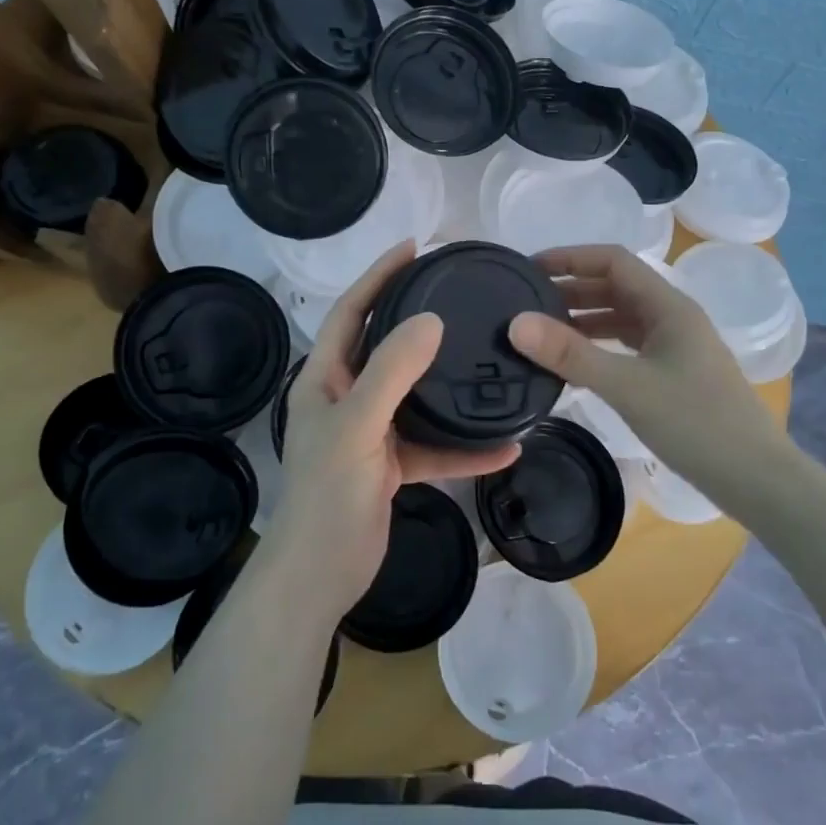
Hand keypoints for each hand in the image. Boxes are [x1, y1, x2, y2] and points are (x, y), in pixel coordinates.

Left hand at [267, 242, 519, 618]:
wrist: (320, 576)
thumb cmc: (329, 494)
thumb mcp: (359, 426)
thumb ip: (392, 372)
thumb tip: (430, 320)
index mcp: (325, 378)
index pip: (350, 311)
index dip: (378, 276)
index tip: (414, 248)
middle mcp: (346, 396)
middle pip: (385, 346)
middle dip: (416, 319)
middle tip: (456, 292)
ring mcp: (369, 431)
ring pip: (414, 395)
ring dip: (448, 385)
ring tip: (486, 359)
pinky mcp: (390, 464)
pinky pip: (431, 445)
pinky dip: (463, 447)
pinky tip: (504, 449)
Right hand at [507, 244, 785, 490]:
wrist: (755, 478)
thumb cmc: (695, 423)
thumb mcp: (627, 386)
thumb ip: (570, 354)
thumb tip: (516, 323)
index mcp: (668, 306)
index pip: (613, 261)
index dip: (571, 257)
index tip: (529, 268)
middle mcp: (673, 316)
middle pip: (616, 286)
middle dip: (572, 288)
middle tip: (526, 300)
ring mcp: (676, 346)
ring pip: (622, 317)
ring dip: (583, 317)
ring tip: (541, 330)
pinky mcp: (674, 373)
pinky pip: (628, 344)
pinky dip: (599, 345)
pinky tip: (575, 362)